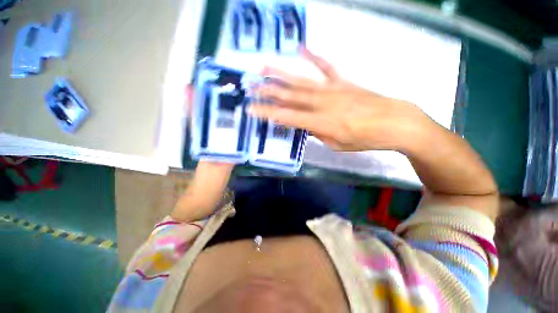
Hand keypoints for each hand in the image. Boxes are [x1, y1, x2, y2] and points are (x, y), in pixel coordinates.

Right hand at [249, 49, 427, 151]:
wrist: (393, 122)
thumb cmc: (364, 139)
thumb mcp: (336, 144)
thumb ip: (317, 133)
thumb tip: (304, 125)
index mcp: (320, 122)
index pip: (287, 116)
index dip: (268, 113)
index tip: (252, 109)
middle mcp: (322, 102)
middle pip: (289, 96)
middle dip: (268, 91)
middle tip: (251, 85)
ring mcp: (332, 89)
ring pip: (301, 80)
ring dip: (281, 74)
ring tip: (263, 67)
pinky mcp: (342, 81)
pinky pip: (326, 66)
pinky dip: (313, 56)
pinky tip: (301, 47)